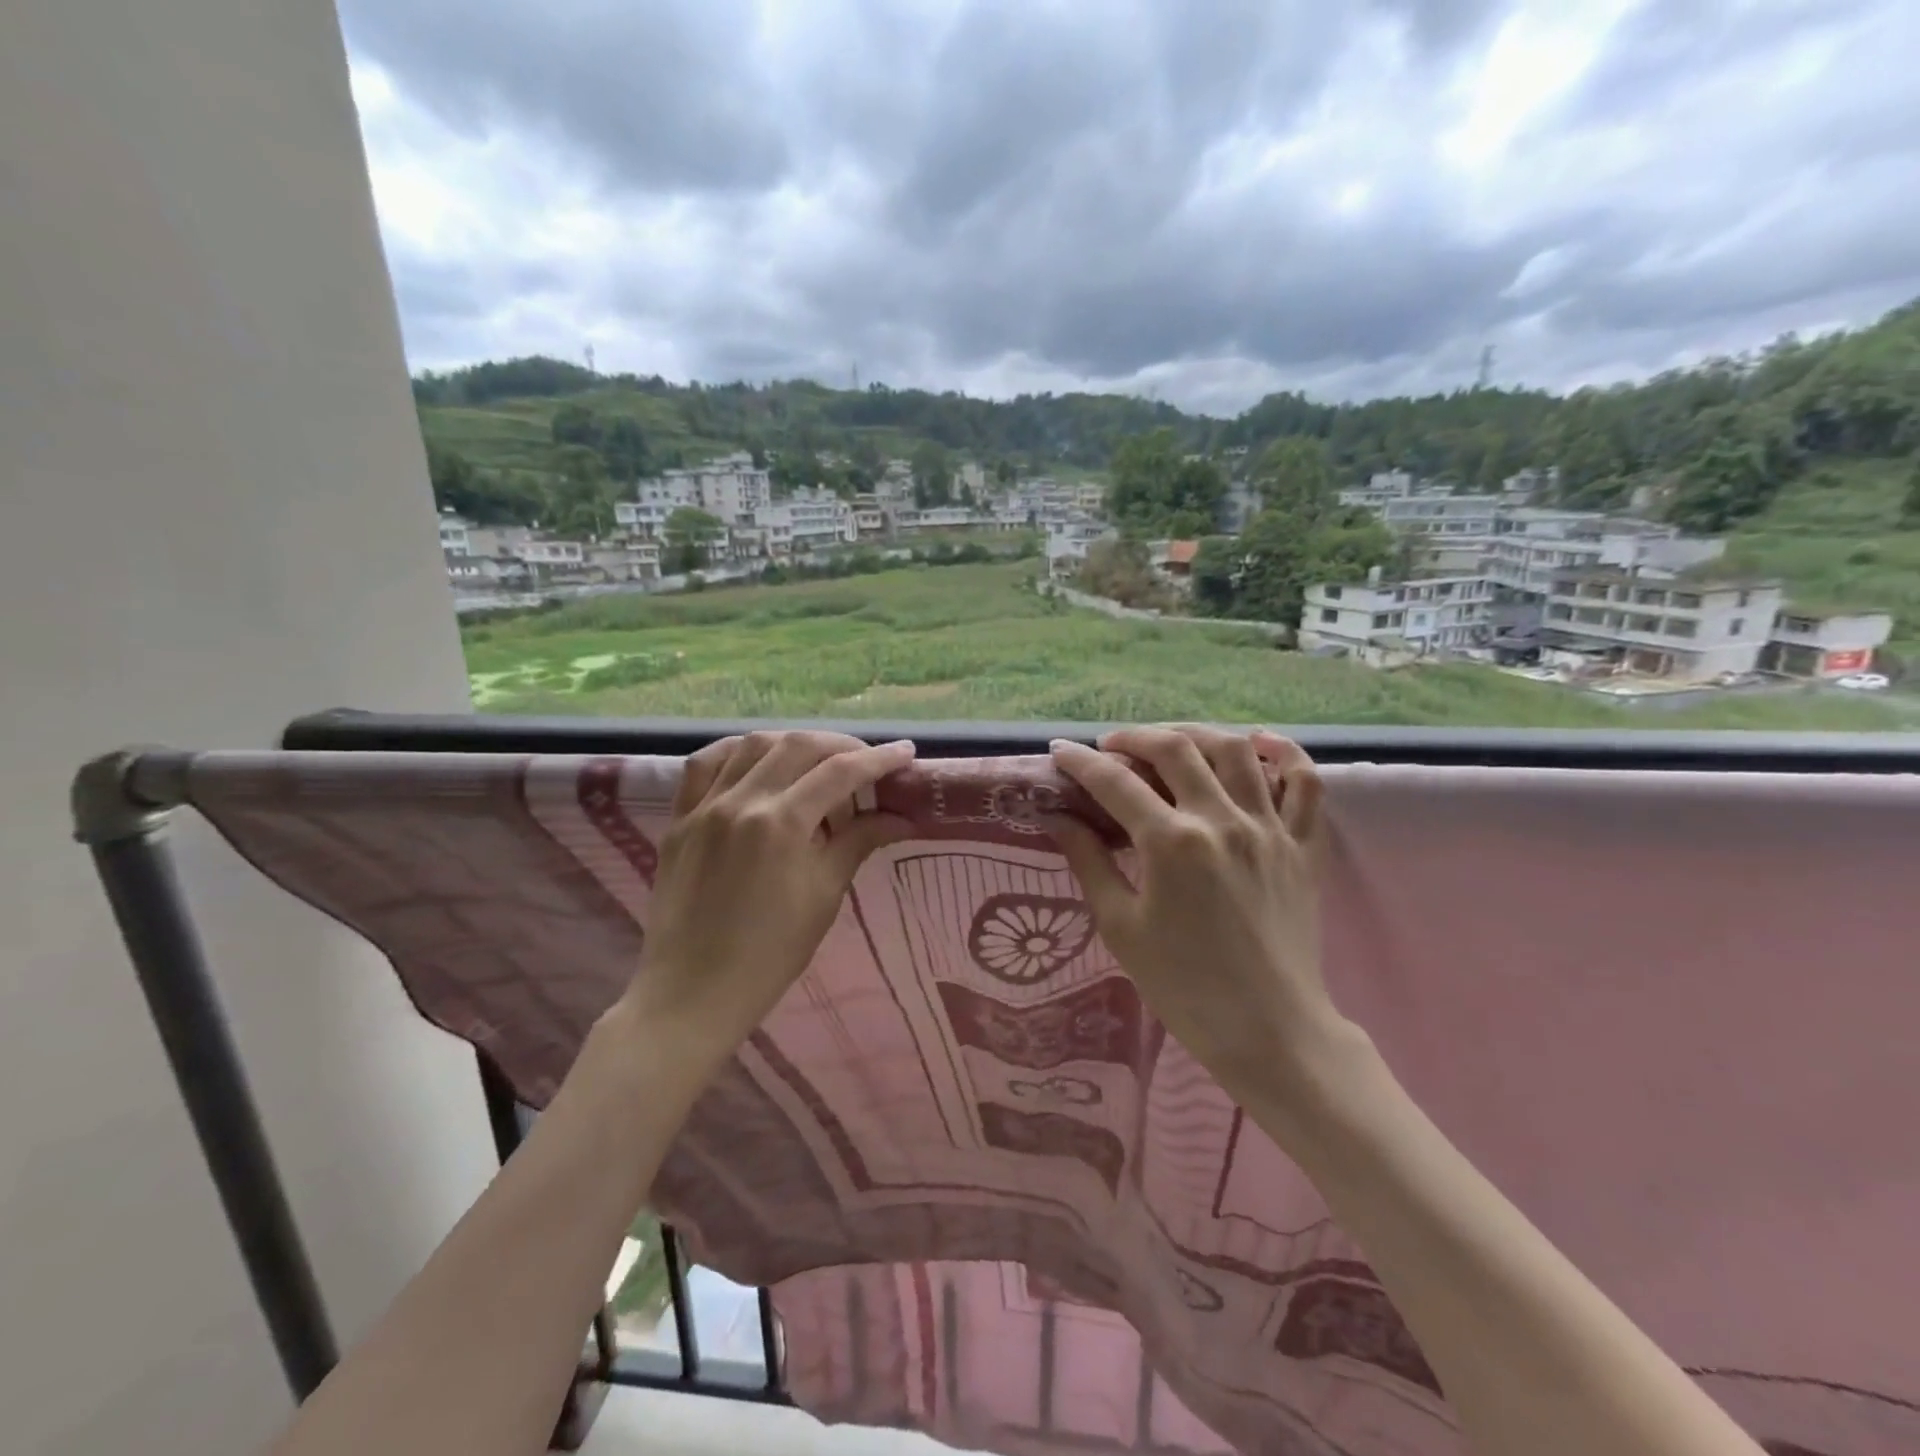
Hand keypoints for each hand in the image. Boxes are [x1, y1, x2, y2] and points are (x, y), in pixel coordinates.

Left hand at [614, 730, 914, 1071]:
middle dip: (841, 746)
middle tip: (867, 762)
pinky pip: (704, 764)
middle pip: (799, 745)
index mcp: (782, 823)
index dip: (879, 759)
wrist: (692, 992)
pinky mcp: (679, 818)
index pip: (840, 772)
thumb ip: (859, 843)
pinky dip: (737, 751)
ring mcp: (704, 806)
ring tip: (817, 761)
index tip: (905, 753)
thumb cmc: (769, 954)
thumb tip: (900, 817)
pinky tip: (757, 759)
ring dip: (793, 743)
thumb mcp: (824, 896)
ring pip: (752, 744)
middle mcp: (742, 801)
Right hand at [1049, 726, 1353, 1104]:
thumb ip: (1089, 862)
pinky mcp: (1304, 846)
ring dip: (1197, 733)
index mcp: (1172, 843)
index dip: (1081, 762)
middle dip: (1134, 737)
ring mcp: (1270, 829)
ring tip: (1171, 741)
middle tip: (1110, 746)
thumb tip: (1058, 818)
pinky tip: (1259, 743)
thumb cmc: (1184, 987)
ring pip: (1236, 750)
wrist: (1270, 1031)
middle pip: (1175, 749)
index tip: (1060, 751)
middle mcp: (1222, 821)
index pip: (1115, 782)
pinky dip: (1285, 754)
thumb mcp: (1121, 927)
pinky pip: (1306, 783)